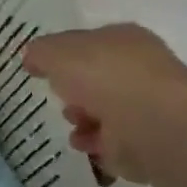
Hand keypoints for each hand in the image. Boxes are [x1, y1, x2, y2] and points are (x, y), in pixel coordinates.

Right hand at [22, 25, 186, 184]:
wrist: (153, 125)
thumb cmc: (105, 77)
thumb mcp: (56, 53)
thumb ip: (40, 52)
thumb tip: (32, 57)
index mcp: (124, 39)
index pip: (89, 43)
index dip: (64, 56)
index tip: (43, 70)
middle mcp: (142, 69)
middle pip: (97, 80)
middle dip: (74, 92)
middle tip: (59, 99)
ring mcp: (150, 106)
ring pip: (106, 113)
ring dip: (83, 121)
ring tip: (73, 128)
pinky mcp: (152, 142)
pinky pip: (115, 144)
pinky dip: (98, 146)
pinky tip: (87, 147)